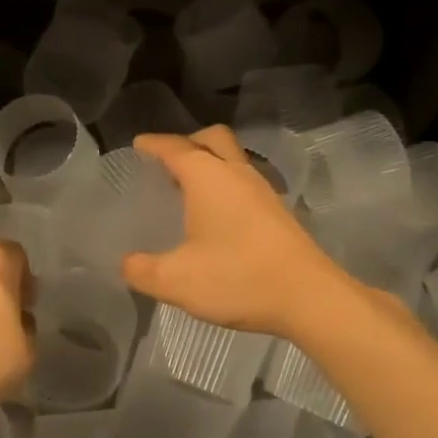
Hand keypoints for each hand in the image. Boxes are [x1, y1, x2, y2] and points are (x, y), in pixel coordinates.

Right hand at [122, 127, 358, 340]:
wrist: (310, 298)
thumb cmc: (238, 278)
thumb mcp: (175, 281)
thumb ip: (141, 270)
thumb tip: (127, 264)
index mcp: (208, 177)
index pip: (174, 148)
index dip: (153, 144)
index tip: (137, 145)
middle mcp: (236, 174)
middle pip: (212, 139)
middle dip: (187, 142)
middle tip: (166, 161)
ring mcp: (262, 192)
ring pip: (232, 160)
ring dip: (209, 164)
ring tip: (186, 189)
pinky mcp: (278, 213)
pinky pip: (244, 183)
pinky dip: (225, 186)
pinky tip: (216, 217)